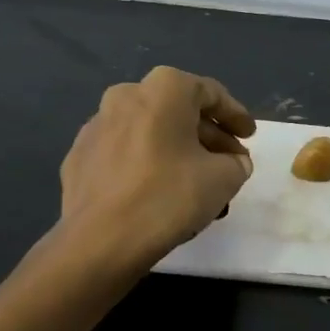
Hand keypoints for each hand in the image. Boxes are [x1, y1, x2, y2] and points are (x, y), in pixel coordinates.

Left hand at [57, 66, 255, 267]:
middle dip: (207, 136)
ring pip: (150, 132)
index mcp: (164, 90)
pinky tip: (159, 191)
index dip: (235, 115)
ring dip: (177, 150)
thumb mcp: (224, 179)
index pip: (210, 93)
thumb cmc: (169, 196)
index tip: (250, 136)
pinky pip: (125, 152)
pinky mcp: (79, 157)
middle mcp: (126, 96)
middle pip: (178, 111)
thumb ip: (236, 163)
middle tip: (229, 162)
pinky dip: (147, 164)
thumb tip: (232, 162)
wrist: (100, 240)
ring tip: (197, 181)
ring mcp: (96, 126)